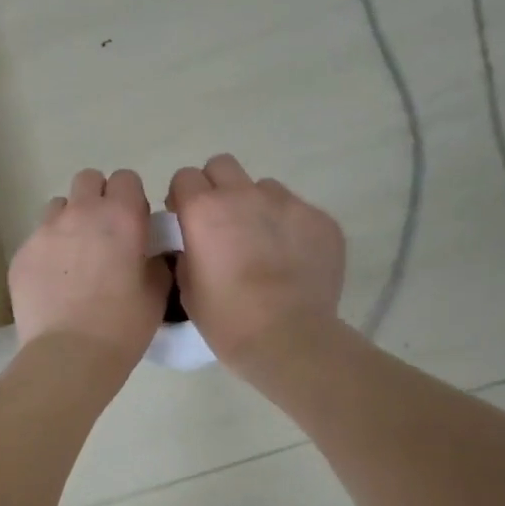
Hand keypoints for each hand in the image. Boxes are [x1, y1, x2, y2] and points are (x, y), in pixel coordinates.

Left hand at [10, 168, 170, 367]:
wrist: (68, 355)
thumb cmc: (122, 326)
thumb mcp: (156, 294)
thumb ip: (155, 261)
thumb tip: (149, 253)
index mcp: (120, 216)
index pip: (126, 179)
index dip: (131, 199)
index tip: (134, 225)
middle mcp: (80, 213)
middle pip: (88, 180)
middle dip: (98, 198)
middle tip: (105, 234)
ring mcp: (45, 231)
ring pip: (58, 206)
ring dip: (70, 220)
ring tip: (76, 256)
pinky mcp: (21, 255)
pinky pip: (37, 239)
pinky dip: (48, 251)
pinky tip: (54, 283)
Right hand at [166, 155, 344, 367]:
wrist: (290, 340)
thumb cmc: (228, 321)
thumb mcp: (187, 288)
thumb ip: (187, 251)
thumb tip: (195, 241)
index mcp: (204, 210)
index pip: (184, 177)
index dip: (183, 199)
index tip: (187, 222)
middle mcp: (245, 195)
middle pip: (222, 166)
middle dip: (216, 188)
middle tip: (221, 225)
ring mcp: (288, 203)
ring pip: (264, 187)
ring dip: (256, 206)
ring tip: (263, 244)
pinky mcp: (321, 220)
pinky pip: (298, 211)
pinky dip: (290, 228)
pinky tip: (292, 261)